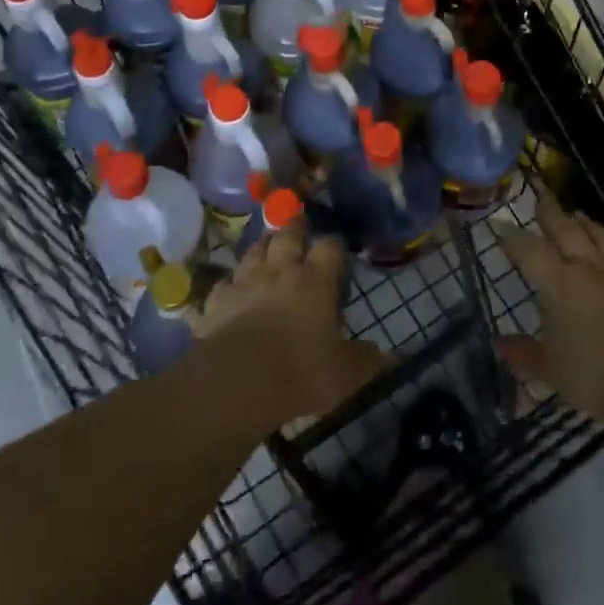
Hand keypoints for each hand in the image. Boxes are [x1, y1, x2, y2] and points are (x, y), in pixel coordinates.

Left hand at [198, 219, 384, 427]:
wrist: (236, 381)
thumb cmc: (300, 372)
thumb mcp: (346, 374)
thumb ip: (367, 361)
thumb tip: (388, 357)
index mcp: (316, 280)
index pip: (330, 247)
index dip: (335, 244)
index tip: (339, 248)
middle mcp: (280, 271)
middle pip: (287, 235)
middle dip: (295, 227)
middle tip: (299, 223)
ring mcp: (244, 282)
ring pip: (253, 251)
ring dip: (261, 245)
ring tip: (267, 244)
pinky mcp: (215, 302)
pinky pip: (222, 284)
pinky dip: (229, 283)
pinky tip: (230, 288)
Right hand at [498, 192, 603, 427]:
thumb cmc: (596, 375)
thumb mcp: (550, 371)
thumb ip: (524, 354)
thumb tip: (500, 344)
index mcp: (559, 283)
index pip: (529, 250)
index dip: (512, 237)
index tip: (499, 225)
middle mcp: (589, 266)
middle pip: (565, 229)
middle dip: (549, 211)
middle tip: (540, 196)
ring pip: (600, 235)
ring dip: (584, 222)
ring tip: (576, 214)